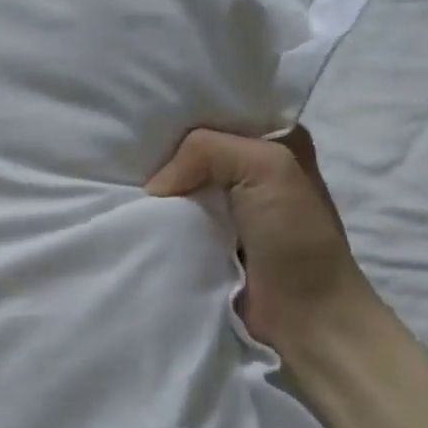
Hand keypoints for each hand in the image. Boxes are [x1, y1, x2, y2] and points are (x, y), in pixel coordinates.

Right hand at [146, 126, 378, 361]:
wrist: (306, 316)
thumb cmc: (297, 237)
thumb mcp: (267, 168)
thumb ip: (207, 151)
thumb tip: (155, 187)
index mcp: (276, 140)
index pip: (219, 112)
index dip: (184, 115)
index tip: (144, 120)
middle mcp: (252, 167)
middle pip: (196, 148)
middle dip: (164, 151)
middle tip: (125, 151)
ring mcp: (229, 205)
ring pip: (182, 183)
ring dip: (160, 189)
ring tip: (121, 182)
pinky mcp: (210, 237)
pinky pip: (177, 217)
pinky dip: (159, 217)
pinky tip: (137, 213)